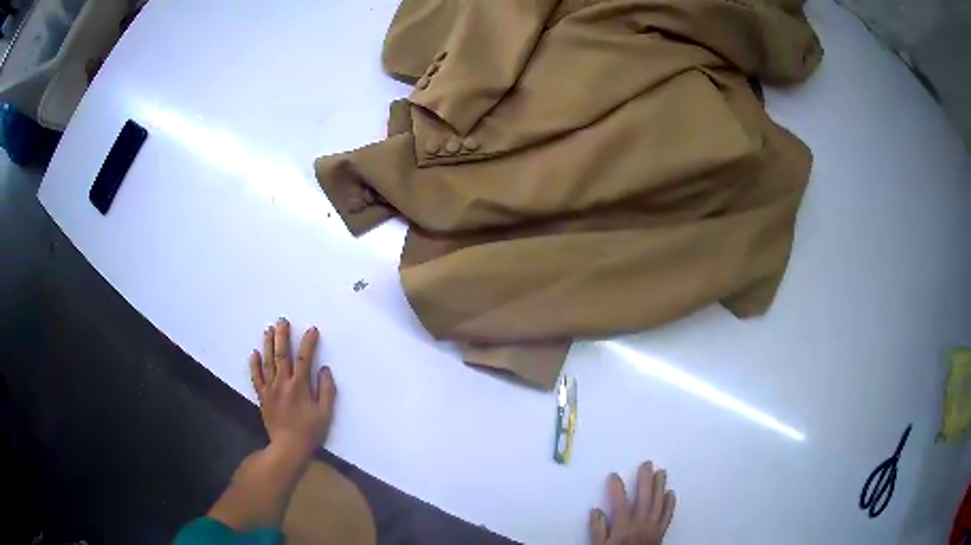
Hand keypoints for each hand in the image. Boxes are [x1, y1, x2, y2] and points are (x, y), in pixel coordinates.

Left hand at [249, 318, 336, 460]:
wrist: (288, 447)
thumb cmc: (310, 431)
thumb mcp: (325, 413)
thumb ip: (327, 390)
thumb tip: (324, 369)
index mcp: (300, 387)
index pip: (305, 359)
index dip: (309, 343)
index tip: (312, 329)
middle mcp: (283, 383)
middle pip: (282, 355)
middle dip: (283, 336)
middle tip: (282, 321)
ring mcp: (270, 389)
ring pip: (268, 362)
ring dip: (268, 344)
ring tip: (269, 330)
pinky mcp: (262, 396)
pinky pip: (256, 377)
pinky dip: (254, 364)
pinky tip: (254, 353)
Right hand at [589, 462, 675, 544]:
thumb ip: (597, 530)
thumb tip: (596, 510)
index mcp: (623, 526)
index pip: (620, 502)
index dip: (616, 487)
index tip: (613, 475)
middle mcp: (640, 523)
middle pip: (644, 498)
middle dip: (645, 480)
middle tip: (647, 464)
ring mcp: (653, 526)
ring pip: (658, 502)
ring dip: (660, 486)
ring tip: (661, 472)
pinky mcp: (661, 531)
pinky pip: (668, 515)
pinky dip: (670, 503)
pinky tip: (671, 493)